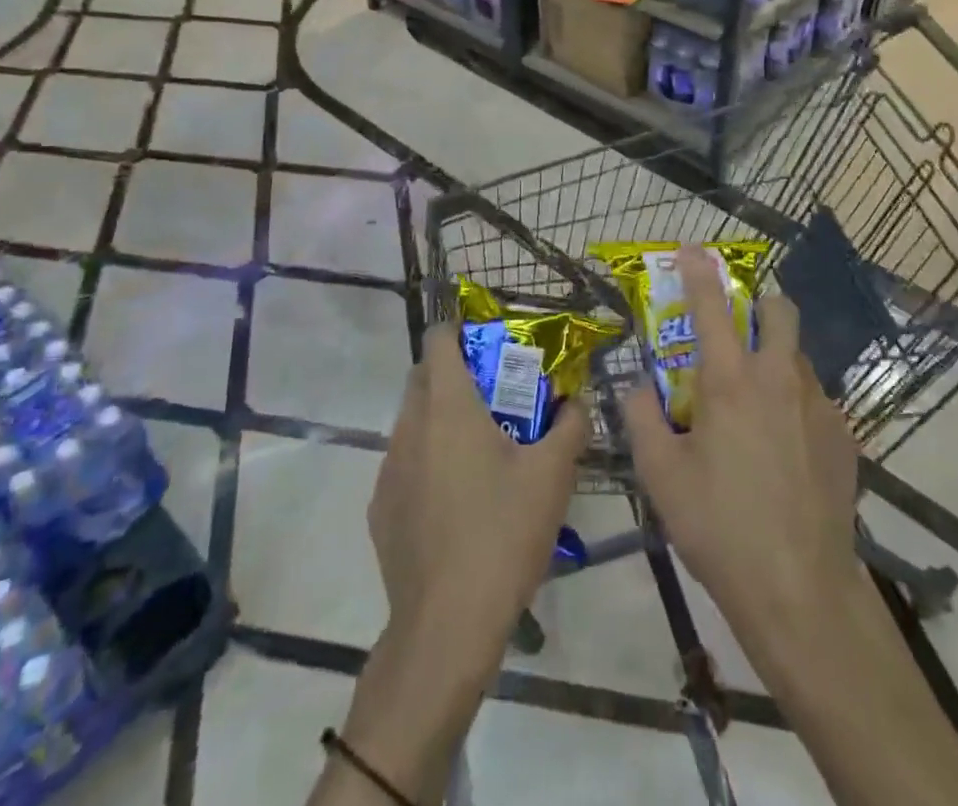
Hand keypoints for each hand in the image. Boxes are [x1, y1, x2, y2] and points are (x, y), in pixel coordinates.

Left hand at [368, 323, 589, 676]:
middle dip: (455, 372)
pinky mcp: (381, 508)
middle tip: (496, 394)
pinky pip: (405, 463)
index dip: (460, 330)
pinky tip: (457, 500)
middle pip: (423, 376)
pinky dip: (428, 460)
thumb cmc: (503, 534)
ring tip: (481, 450)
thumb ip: (570, 426)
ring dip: (441, 418)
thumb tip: (577, 401)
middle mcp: (410, 427)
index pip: (438, 339)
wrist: (446, 626)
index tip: (490, 344)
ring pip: (412, 420)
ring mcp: (389, 468)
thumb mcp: (553, 476)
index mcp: (448, 407)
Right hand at [621, 246, 861, 664]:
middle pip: (778, 311)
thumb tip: (636, 387)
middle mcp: (778, 379)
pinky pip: (815, 399)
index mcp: (729, 381)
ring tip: (755, 404)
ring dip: (775, 357)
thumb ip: (642, 419)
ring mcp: (818, 405)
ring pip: (797, 356)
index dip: (699, 269)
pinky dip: (794, 403)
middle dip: (759, 302)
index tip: (693, 247)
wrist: (800, 590)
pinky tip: (783, 448)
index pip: (711, 305)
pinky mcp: (844, 436)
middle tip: (737, 326)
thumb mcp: (661, 475)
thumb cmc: (719, 527)